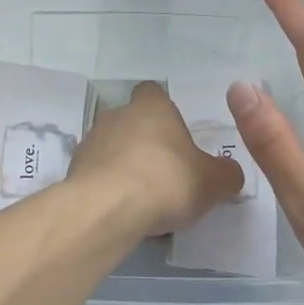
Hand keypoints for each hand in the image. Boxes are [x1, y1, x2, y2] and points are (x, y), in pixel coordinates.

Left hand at [68, 81, 243, 237]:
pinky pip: (97, 174)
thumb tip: (229, 173)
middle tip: (166, 174)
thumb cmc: (166, 181)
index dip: (165, 111)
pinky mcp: (74, 170)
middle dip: (146, 144)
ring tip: (144, 200)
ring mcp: (91, 141)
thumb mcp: (213, 181)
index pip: (154, 92)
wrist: (107, 208)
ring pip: (113, 148)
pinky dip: (109, 188)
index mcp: (152, 107)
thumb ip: (226, 174)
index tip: (176, 136)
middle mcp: (117, 115)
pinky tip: (123, 212)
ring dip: (125, 166)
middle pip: (133, 122)